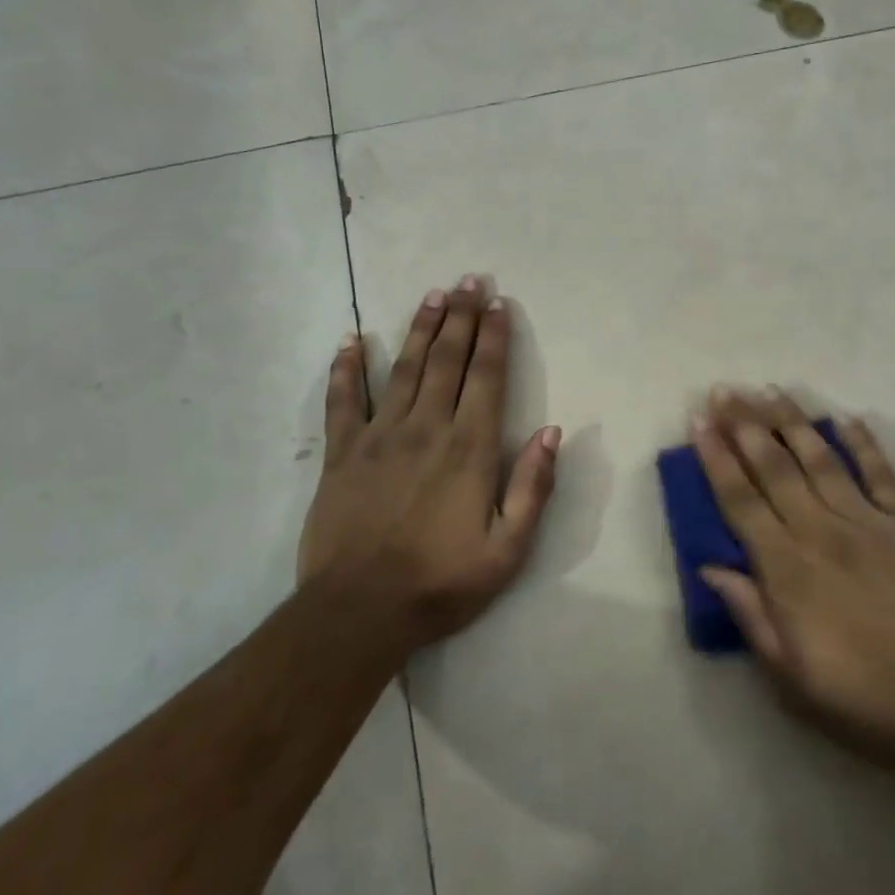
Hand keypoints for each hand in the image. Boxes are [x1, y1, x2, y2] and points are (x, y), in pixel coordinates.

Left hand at [298, 276, 560, 656]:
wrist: (358, 614)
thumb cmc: (441, 582)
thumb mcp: (508, 549)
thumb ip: (533, 487)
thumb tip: (553, 432)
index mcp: (469, 448)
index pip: (487, 377)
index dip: (494, 336)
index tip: (498, 303)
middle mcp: (426, 428)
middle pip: (447, 360)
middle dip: (460, 317)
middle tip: (468, 280)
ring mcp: (379, 437)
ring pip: (403, 368)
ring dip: (419, 328)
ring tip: (432, 295)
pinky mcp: (342, 454)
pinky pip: (342, 401)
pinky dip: (345, 368)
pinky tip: (350, 340)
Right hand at [691, 388, 894, 782]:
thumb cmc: (866, 702)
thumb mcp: (791, 680)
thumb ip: (751, 615)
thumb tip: (711, 566)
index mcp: (787, 569)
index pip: (740, 501)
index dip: (716, 459)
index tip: (699, 422)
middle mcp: (821, 531)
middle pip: (775, 467)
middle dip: (745, 425)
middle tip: (724, 391)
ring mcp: (868, 522)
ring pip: (821, 459)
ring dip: (792, 421)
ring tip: (769, 390)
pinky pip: (882, 474)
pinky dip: (865, 443)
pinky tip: (849, 419)